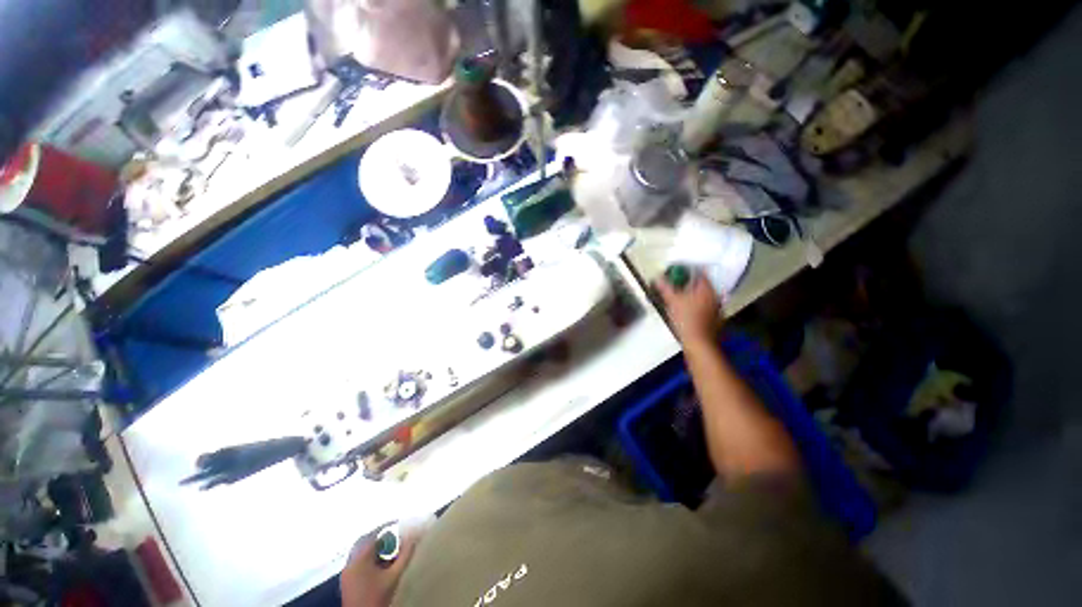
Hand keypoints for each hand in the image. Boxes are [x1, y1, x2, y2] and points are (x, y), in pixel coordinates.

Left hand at [340, 525, 422, 606]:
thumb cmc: (377, 597)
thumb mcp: (394, 576)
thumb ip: (405, 555)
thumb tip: (414, 536)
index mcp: (359, 558)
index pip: (373, 534)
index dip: (386, 526)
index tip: (399, 522)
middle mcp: (350, 562)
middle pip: (364, 541)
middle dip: (380, 536)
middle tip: (394, 535)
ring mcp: (347, 572)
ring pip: (361, 552)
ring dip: (375, 547)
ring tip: (390, 549)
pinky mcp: (348, 581)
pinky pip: (358, 561)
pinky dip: (370, 558)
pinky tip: (381, 564)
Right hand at [656, 274, 721, 344]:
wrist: (699, 343)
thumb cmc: (686, 319)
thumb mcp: (672, 301)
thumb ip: (665, 287)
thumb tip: (658, 278)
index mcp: (707, 289)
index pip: (699, 273)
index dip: (687, 271)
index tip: (677, 272)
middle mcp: (715, 296)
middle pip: (701, 285)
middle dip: (689, 283)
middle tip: (675, 285)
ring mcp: (717, 308)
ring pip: (703, 296)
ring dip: (692, 295)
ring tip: (679, 298)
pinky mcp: (716, 319)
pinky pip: (705, 306)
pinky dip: (696, 305)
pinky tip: (686, 310)